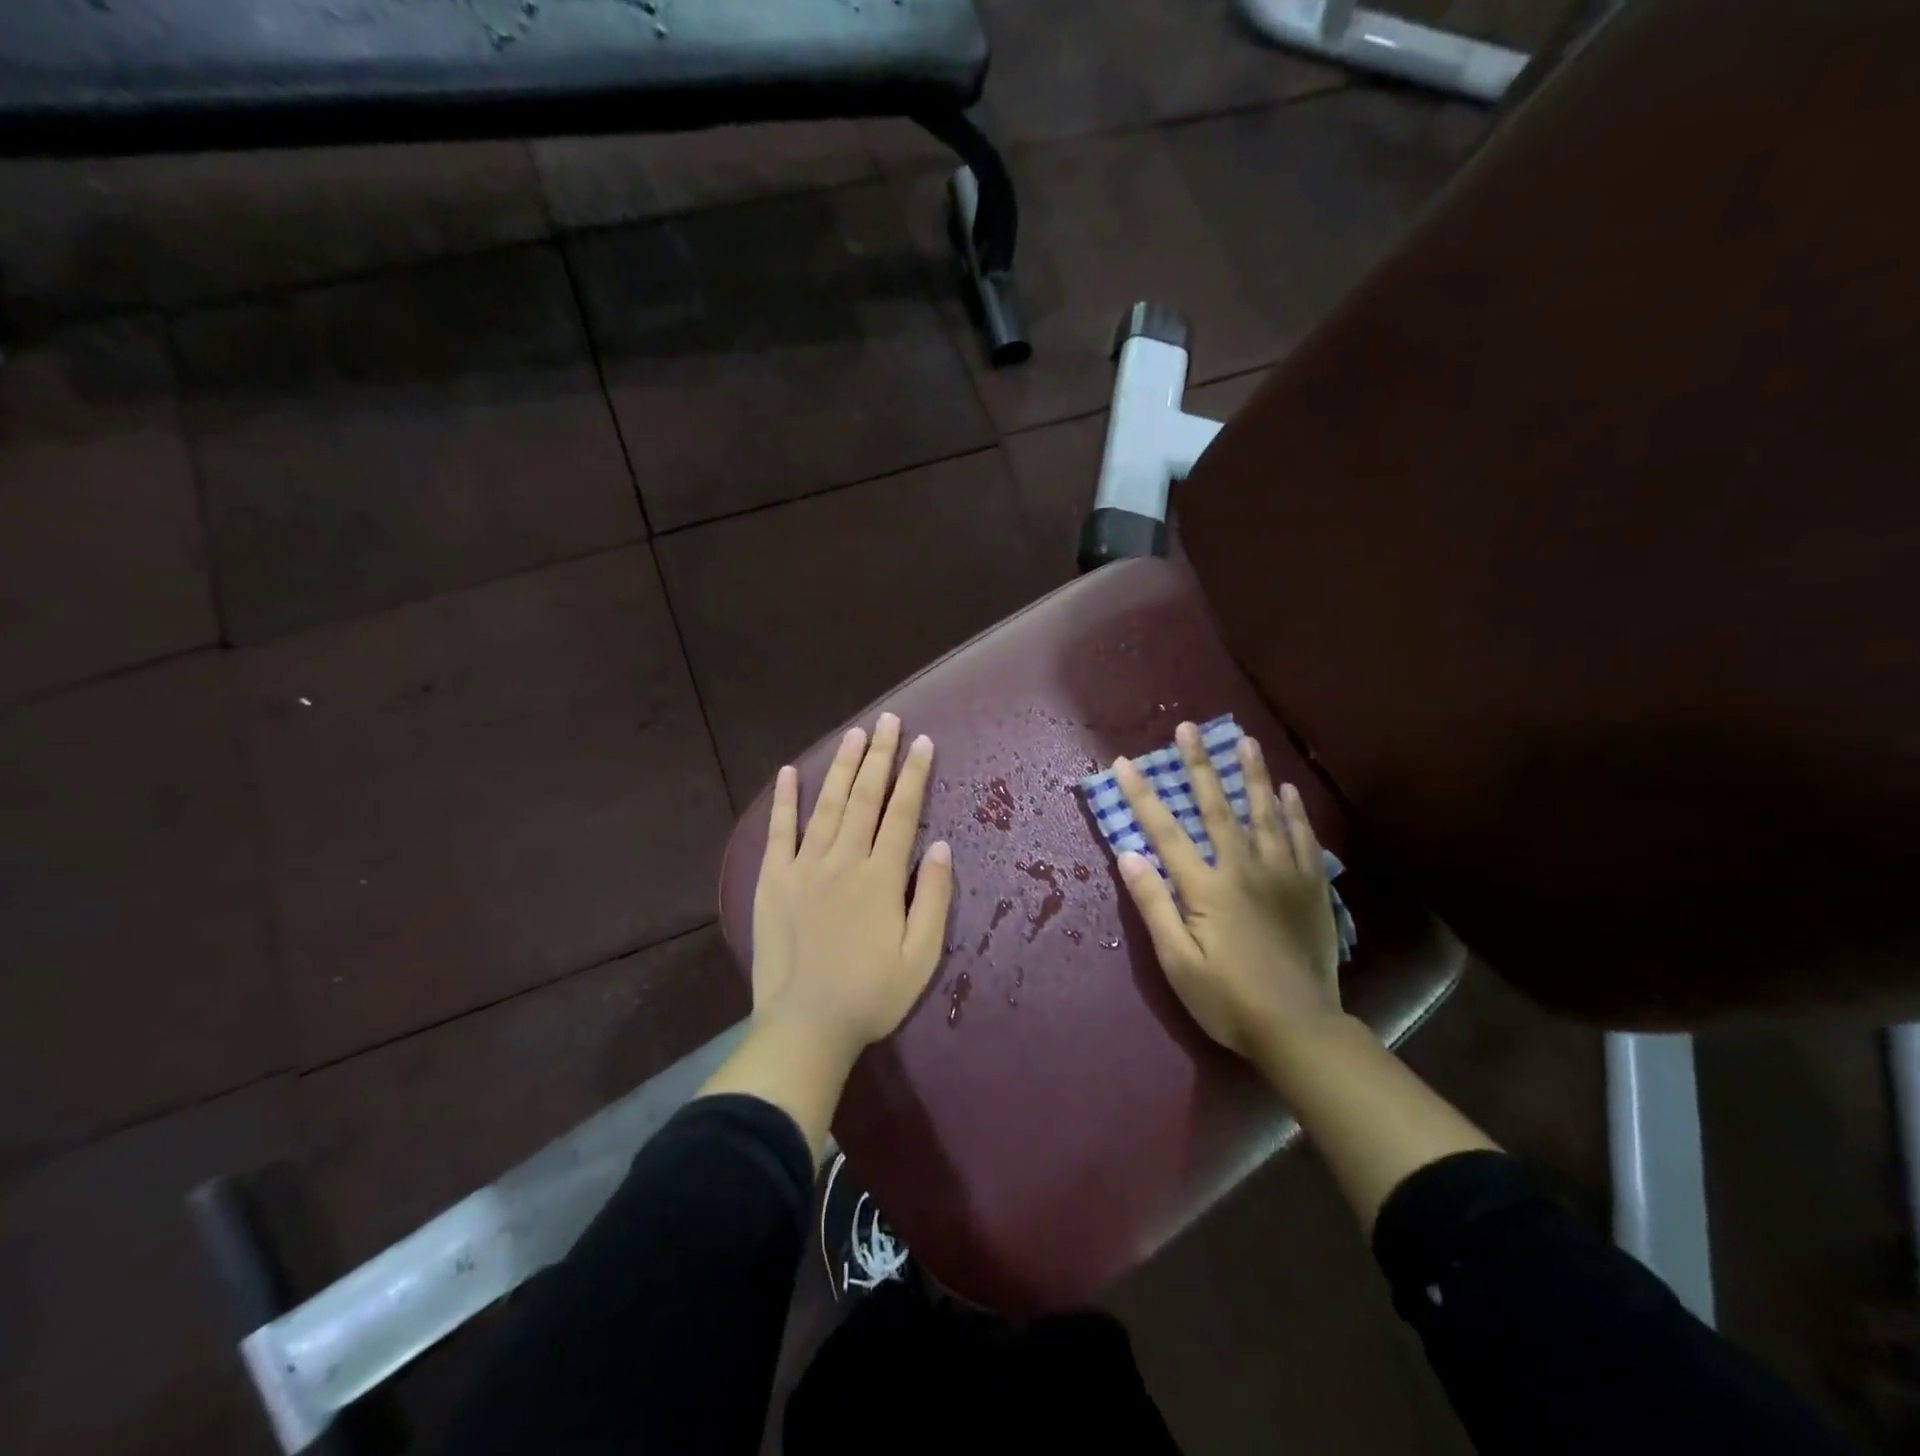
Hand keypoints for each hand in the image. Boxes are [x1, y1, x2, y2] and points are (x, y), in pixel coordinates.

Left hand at [751, 713, 954, 1057]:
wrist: (806, 1026)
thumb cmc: (872, 995)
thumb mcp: (922, 956)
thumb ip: (933, 897)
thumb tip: (940, 846)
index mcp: (881, 877)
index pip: (902, 812)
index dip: (915, 774)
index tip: (923, 742)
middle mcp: (843, 860)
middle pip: (866, 797)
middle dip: (880, 756)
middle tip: (889, 721)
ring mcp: (804, 867)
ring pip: (828, 804)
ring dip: (843, 767)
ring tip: (856, 734)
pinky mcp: (773, 880)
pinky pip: (779, 831)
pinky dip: (785, 800)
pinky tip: (791, 772)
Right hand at [1113, 722, 1341, 1062]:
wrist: (1300, 1029)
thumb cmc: (1227, 999)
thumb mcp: (1177, 961)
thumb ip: (1154, 905)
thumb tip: (1129, 853)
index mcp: (1206, 886)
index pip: (1165, 830)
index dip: (1142, 795)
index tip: (1124, 762)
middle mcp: (1243, 868)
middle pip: (1217, 806)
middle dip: (1199, 765)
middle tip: (1189, 728)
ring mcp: (1281, 874)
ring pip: (1265, 812)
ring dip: (1251, 773)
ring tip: (1244, 740)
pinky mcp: (1311, 887)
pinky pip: (1303, 838)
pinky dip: (1294, 811)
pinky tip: (1288, 791)